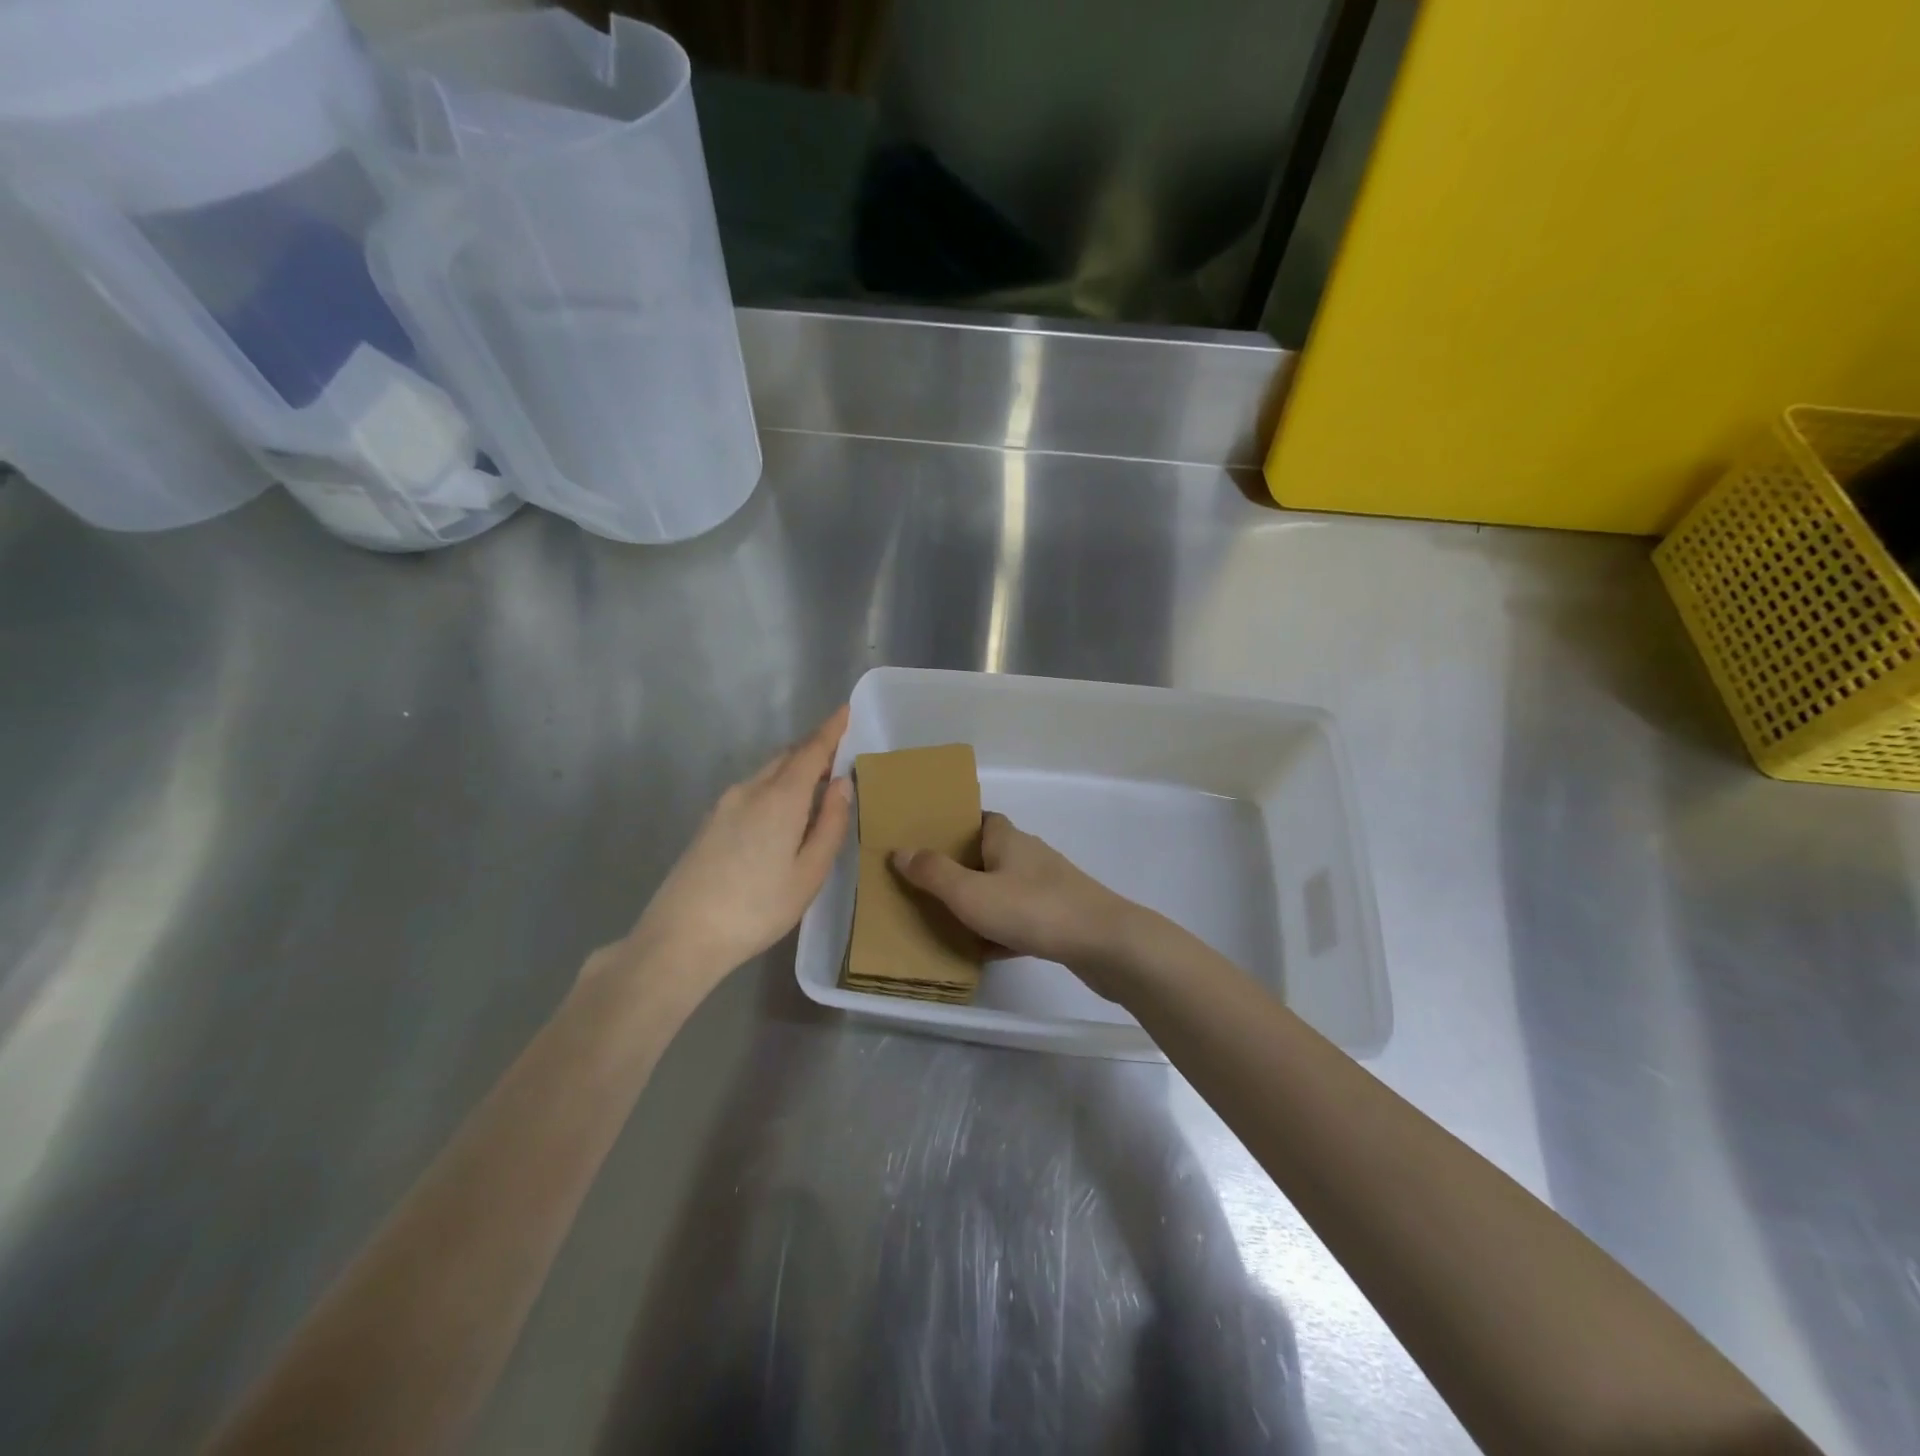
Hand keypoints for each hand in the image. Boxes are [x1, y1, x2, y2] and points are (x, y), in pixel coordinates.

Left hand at [612, 707, 852, 982]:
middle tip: (839, 752)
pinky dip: (775, 787)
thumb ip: (831, 824)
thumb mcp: (809, 873)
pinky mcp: (709, 823)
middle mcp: (750, 790)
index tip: (845, 710)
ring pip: (767, 774)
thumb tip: (841, 784)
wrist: (681, 936)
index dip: (831, 730)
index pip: (811, 750)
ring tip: (816, 785)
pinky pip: (752, 790)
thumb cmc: (758, 908)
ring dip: (793, 769)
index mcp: (780, 798)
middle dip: (813, 749)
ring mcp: (724, 805)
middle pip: (786, 757)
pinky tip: (782, 813)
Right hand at [892, 812, 1147, 996]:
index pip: (980, 819)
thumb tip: (900, 850)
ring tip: (948, 919)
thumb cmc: (1032, 909)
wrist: (1104, 943)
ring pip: (1005, 889)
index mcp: (1007, 839)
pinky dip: (1002, 931)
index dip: (955, 827)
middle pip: (990, 855)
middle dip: (962, 868)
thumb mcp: (970, 893)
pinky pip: (1022, 919)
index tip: (928, 842)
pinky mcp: (1062, 917)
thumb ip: (933, 873)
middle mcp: (1029, 855)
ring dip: (981, 901)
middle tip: (929, 885)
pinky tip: (984, 952)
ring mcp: (1049, 886)